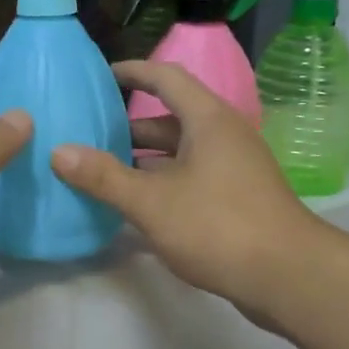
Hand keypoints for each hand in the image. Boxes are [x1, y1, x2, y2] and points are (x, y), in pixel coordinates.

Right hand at [52, 61, 323, 321]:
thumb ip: (104, 177)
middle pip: (170, 118)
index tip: (99, 75)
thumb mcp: (152, 202)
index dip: (132, 71)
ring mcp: (233, 168)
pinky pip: (191, 177)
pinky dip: (162, 183)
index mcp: (208, 120)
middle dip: (128, 126)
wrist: (289, 277)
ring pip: (180, 152)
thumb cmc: (219, 227)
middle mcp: (223, 135)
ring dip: (143, 160)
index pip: (166, 77)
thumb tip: (58, 151)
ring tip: (101, 170)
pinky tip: (134, 205)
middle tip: (87, 134)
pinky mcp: (237, 198)